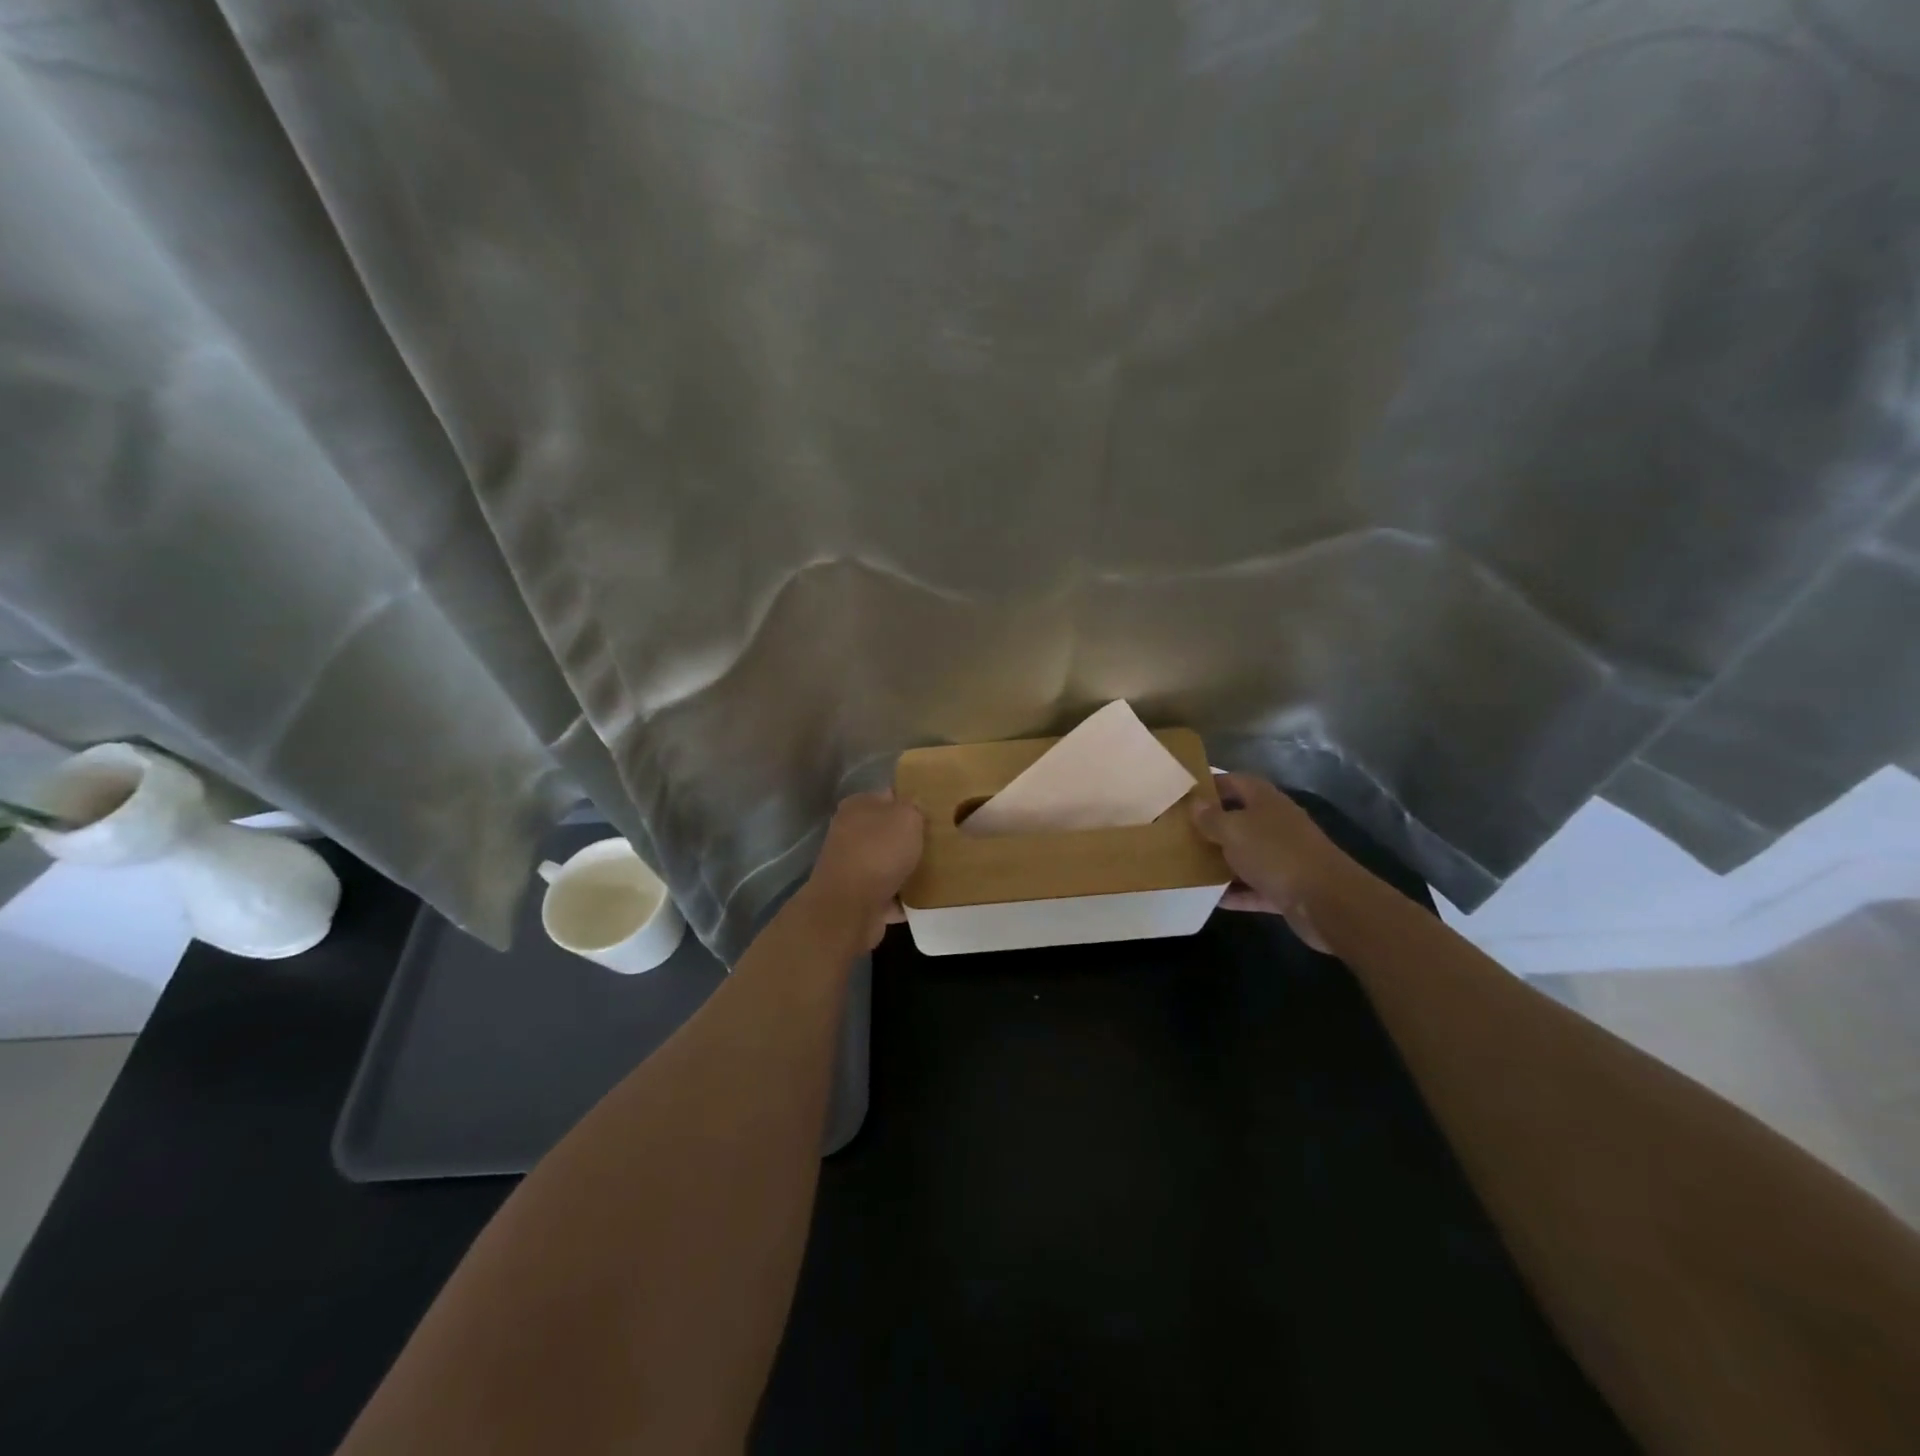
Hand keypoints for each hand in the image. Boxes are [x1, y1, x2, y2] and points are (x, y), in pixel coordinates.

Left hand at [805, 791, 925, 949]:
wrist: (849, 907)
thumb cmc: (878, 852)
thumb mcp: (906, 817)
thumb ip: (914, 806)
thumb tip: (915, 804)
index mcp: (857, 806)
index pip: (889, 796)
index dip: (913, 802)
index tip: (937, 813)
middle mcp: (849, 833)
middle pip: (888, 832)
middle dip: (911, 839)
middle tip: (942, 843)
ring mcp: (851, 866)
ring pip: (887, 863)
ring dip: (908, 869)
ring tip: (939, 872)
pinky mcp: (856, 896)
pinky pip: (888, 893)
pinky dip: (903, 898)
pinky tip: (926, 900)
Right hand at [1192, 773, 1364, 952]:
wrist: (1327, 901)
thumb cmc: (1276, 854)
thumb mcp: (1234, 831)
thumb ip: (1211, 818)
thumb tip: (1195, 804)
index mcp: (1266, 801)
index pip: (1235, 782)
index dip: (1211, 784)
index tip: (1184, 794)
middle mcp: (1276, 824)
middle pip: (1239, 819)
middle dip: (1212, 825)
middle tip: (1178, 831)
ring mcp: (1283, 857)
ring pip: (1246, 854)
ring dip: (1221, 861)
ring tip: (1188, 864)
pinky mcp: (1286, 888)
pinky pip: (1253, 887)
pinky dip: (1235, 892)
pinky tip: (1210, 898)